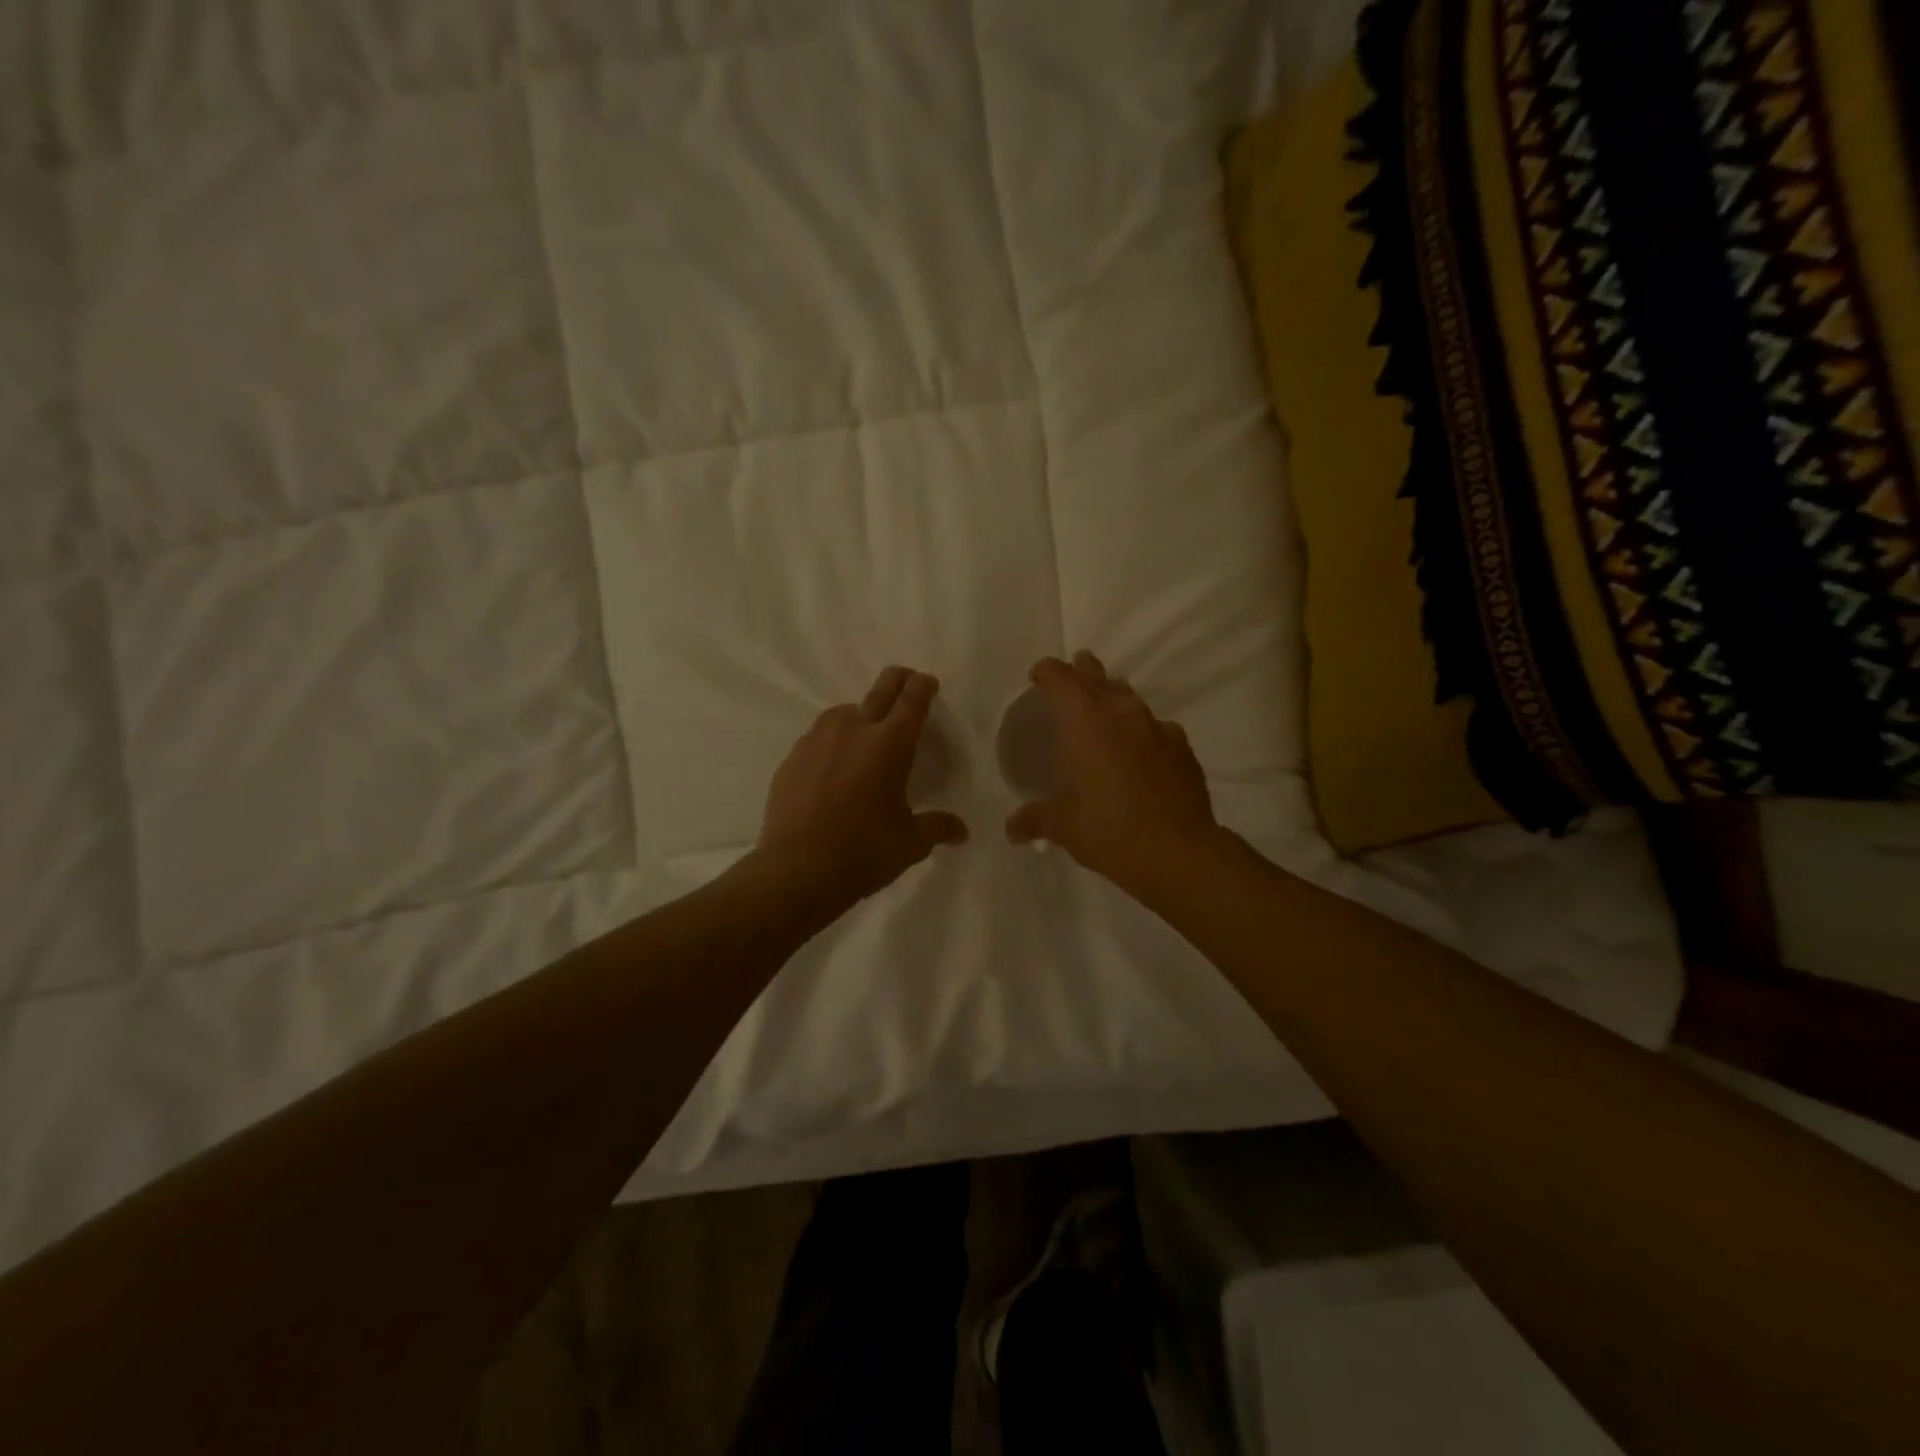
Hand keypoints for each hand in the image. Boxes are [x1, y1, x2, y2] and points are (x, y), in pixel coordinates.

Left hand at [755, 667, 968, 920]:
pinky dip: (832, 741)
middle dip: (898, 680)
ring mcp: (817, 741)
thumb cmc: (864, 853)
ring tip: (866, 733)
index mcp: (890, 745)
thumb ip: (938, 828)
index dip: (923, 685)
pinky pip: (818, 737)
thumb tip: (962, 831)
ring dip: (861, 713)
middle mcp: (853, 731)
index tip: (928, 683)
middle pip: (881, 689)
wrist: (797, 871)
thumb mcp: (910, 843)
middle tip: (907, 682)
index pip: (912, 699)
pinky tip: (833, 765)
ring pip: (844, 711)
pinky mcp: (792, 758)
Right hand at [1005, 652, 1219, 892]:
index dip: (1047, 672)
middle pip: (1097, 676)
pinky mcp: (1182, 747)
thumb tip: (1012, 829)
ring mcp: (1157, 727)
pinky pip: (1157, 728)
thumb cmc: (1108, 830)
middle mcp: (1120, 712)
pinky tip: (1142, 754)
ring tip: (1105, 716)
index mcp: (1083, 721)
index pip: (1060, 678)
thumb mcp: (1064, 826)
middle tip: (1074, 676)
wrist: (1178, 851)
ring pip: (1130, 698)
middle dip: (1083, 671)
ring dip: (1114, 700)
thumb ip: (1036, 819)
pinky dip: (1143, 733)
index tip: (1038, 677)